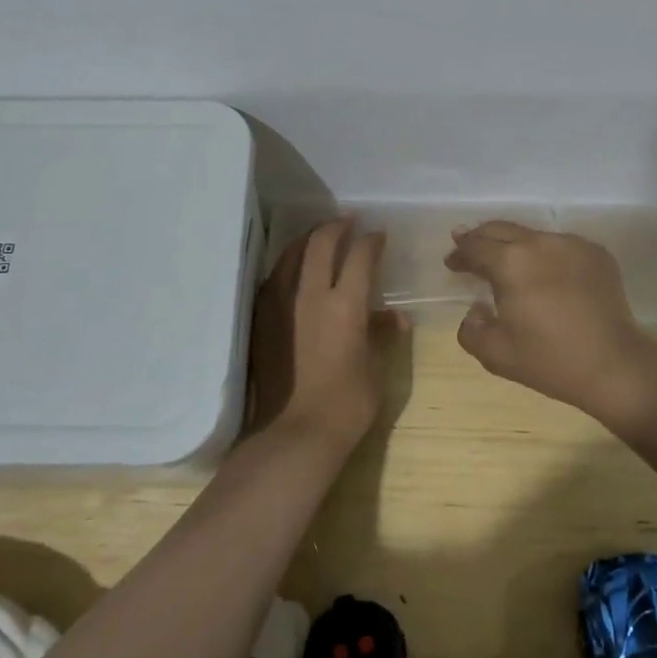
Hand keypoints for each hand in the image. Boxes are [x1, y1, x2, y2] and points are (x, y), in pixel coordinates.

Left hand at [248, 219, 400, 449]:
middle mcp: (310, 294)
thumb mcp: (374, 371)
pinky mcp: (261, 317)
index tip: (378, 236)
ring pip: (292, 254)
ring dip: (309, 239)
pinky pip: (274, 276)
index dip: (371, 241)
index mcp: (346, 305)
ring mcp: (280, 303)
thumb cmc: (345, 407)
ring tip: (319, 237)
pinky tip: (293, 268)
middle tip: (348, 222)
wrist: (291, 435)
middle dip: (337, 226)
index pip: (360, 256)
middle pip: (321, 242)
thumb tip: (395, 317)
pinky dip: (288, 262)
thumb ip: (382, 336)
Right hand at [444, 222, 656, 429]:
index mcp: (510, 262)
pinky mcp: (596, 253)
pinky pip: (561, 246)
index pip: (475, 247)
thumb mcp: (495, 354)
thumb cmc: (550, 360)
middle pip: (501, 229)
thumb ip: (471, 329)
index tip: (452, 263)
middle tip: (468, 245)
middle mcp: (539, 242)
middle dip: (480, 238)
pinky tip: (546, 273)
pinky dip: (546, 254)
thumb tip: (476, 309)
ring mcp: (571, 244)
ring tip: (508, 261)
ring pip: (532, 235)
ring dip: (514, 245)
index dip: (459, 253)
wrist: (614, 365)